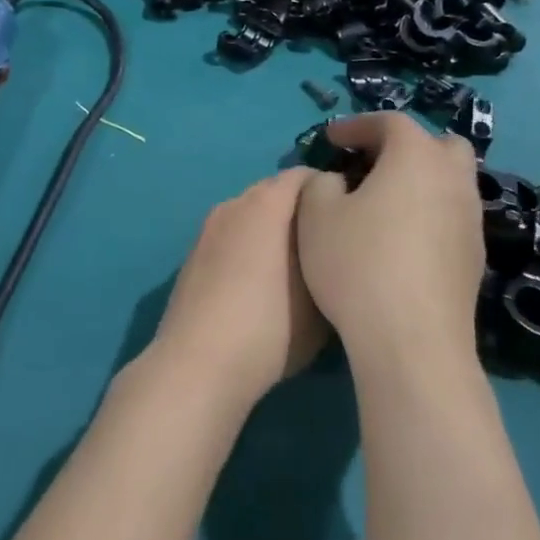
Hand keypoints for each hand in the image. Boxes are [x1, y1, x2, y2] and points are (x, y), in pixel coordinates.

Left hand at [144, 168, 328, 407]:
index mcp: (265, 204)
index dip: (330, 192)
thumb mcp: (322, 298)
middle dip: (300, 211)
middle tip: (324, 245)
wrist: (198, 364)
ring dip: (270, 230)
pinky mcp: (191, 257)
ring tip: (293, 267)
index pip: (304, 176)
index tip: (349, 220)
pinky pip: (229, 239)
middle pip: (273, 193)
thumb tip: (332, 247)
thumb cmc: (271, 327)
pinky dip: (246, 248)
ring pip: (248, 216)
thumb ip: (330, 260)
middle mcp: (232, 205)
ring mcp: (206, 230)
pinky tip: (257, 285)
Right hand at [296, 113, 483, 364]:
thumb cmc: (358, 264)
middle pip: (438, 144)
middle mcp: (453, 179)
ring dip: (419, 179)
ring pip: (450, 181)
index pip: (390, 122)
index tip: (330, 139)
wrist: (412, 338)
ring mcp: (471, 219)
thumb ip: (321, 183)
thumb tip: (338, 181)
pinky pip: (451, 215)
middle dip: (404, 145)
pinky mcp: (475, 256)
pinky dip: (428, 211)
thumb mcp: (316, 214)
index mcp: (416, 157)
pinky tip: (401, 237)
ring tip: (383, 199)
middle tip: (370, 162)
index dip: (357, 125)